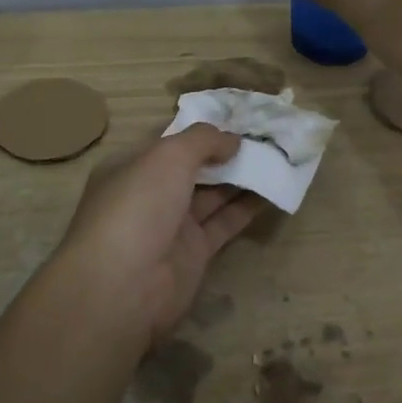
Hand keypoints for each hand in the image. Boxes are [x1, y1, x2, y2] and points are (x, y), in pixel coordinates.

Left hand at [51, 125, 263, 347]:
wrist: (124, 287)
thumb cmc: (138, 206)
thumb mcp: (168, 156)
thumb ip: (203, 140)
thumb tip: (232, 139)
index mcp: (131, 165)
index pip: (168, 139)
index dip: (201, 128)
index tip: (237, 115)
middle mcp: (150, 193)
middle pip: (193, 166)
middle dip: (225, 151)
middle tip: (266, 134)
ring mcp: (172, 224)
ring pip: (212, 194)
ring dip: (241, 176)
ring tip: (277, 156)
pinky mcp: (194, 252)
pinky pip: (225, 222)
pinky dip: (247, 207)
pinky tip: (274, 189)